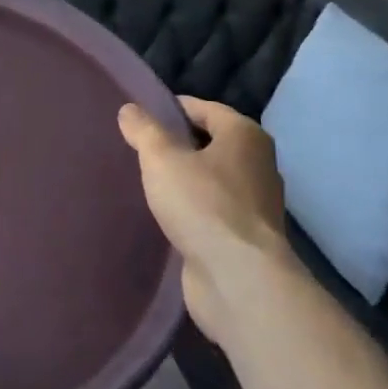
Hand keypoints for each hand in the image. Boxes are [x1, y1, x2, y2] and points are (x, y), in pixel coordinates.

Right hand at [118, 97, 294, 338]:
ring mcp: (256, 204)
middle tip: (139, 149)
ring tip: (148, 181)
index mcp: (245, 136)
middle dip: (178, 145)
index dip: (172, 109)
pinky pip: (213, 210)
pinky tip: (167, 214)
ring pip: (212, 179)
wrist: (239, 279)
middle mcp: (258, 164)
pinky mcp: (247, 237)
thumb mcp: (162, 158)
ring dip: (185, 179)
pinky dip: (193, 208)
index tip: (141, 117)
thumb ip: (144, 130)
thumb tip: (129, 109)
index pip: (205, 109)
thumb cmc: (203, 204)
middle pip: (211, 143)